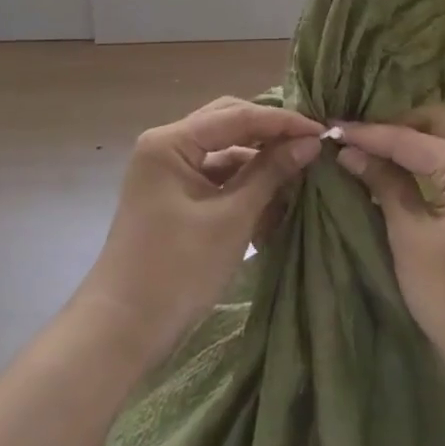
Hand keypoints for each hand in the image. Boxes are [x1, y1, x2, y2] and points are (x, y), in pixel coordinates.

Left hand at [76, 98, 322, 367]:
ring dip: (260, 159)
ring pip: (225, 150)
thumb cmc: (177, 269)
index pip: (237, 116)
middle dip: (270, 133)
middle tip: (311, 142)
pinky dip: (245, 182)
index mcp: (171, 142)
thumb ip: (271, 173)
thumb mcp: (232, 218)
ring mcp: (169, 171)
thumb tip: (310, 142)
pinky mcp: (175, 195)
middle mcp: (167, 145)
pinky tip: (276, 193)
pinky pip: (217, 175)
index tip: (322, 130)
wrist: (122, 329)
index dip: (282, 121)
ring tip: (300, 168)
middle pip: (229, 124)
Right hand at [336, 108, 444, 377]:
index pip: (409, 138)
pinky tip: (398, 169)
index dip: (368, 134)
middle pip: (435, 122)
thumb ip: (384, 184)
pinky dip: (428, 158)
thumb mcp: (410, 237)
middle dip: (393, 127)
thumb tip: (350, 151)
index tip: (331, 130)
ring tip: (369, 151)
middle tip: (354, 140)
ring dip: (411, 140)